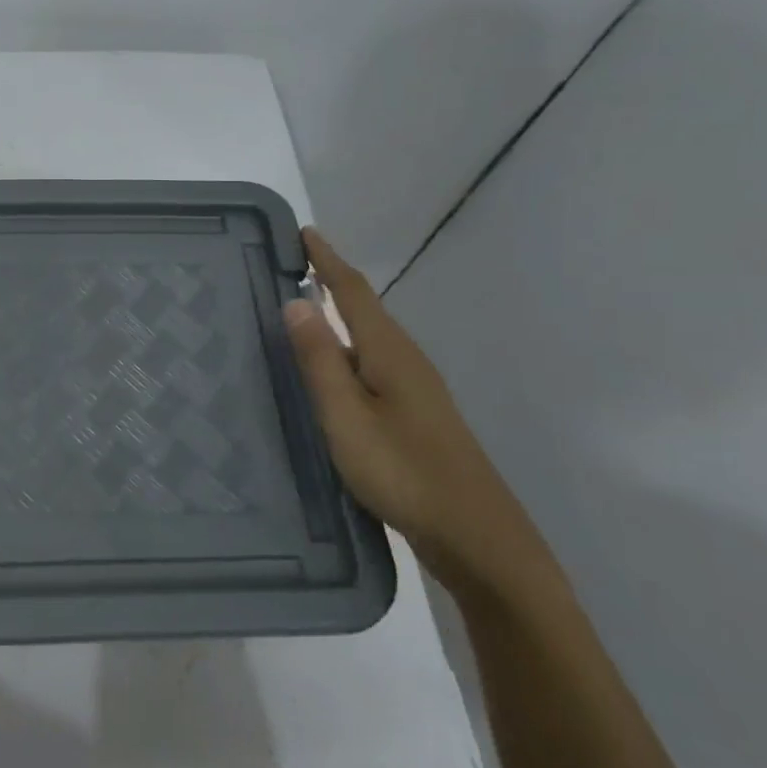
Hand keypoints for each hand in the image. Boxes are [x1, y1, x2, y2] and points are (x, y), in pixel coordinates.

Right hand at [282, 228, 551, 596]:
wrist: (475, 536)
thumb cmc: (403, 471)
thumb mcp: (346, 416)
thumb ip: (320, 360)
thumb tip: (295, 300)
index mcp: (389, 353)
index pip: (353, 291)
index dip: (327, 259)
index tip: (303, 231)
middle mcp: (406, 360)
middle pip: (365, 309)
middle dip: (331, 282)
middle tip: (291, 267)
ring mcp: (415, 389)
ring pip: (369, 338)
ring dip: (339, 316)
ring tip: (301, 312)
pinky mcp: (415, 415)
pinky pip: (372, 364)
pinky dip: (347, 350)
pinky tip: (332, 370)